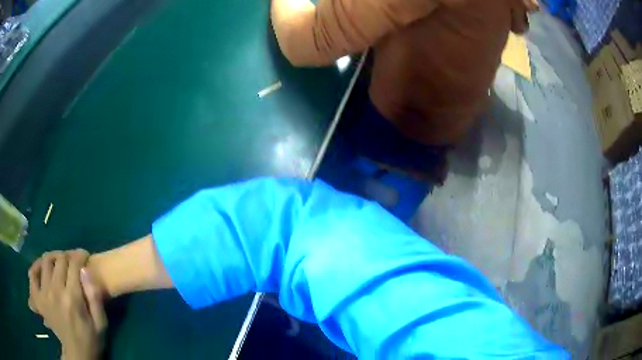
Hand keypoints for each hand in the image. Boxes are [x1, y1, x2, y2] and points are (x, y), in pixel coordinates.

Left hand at [28, 250, 106, 359]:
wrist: (77, 354)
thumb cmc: (91, 338)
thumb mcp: (101, 323)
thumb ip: (95, 297)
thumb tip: (85, 270)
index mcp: (72, 298)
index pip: (73, 264)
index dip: (80, 255)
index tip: (85, 256)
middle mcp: (55, 291)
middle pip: (58, 260)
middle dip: (67, 255)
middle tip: (73, 260)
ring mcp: (43, 294)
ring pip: (45, 262)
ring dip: (53, 258)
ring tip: (59, 262)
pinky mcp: (37, 298)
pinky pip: (32, 274)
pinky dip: (36, 267)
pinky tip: (42, 268)